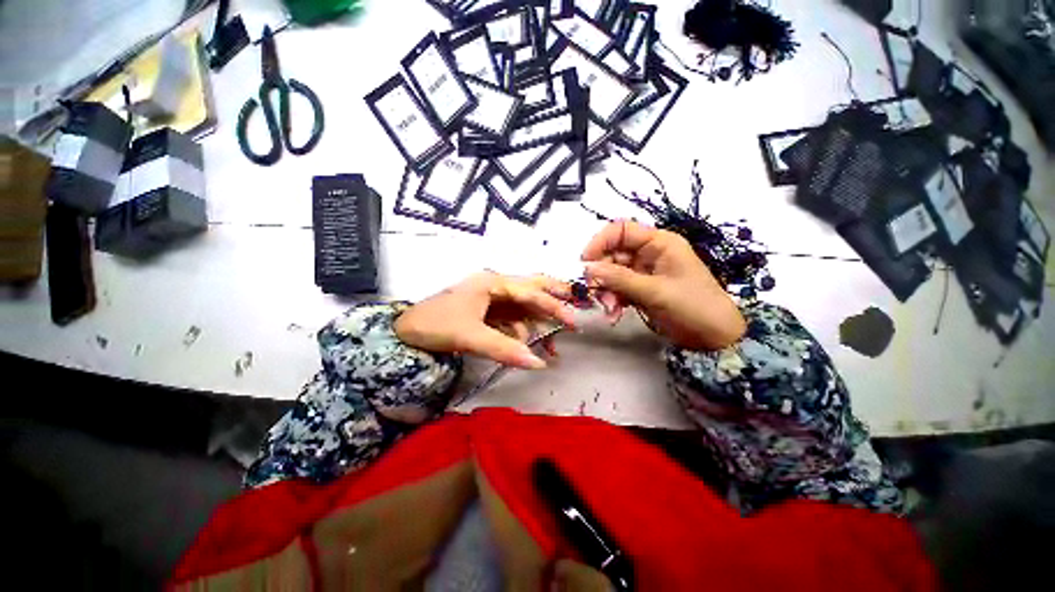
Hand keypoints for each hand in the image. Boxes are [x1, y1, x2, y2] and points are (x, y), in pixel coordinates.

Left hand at [394, 272, 576, 368]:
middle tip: (574, 309)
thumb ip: (505, 349)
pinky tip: (528, 347)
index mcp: (492, 283)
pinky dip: (522, 332)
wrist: (404, 332)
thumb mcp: (470, 336)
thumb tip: (539, 365)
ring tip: (551, 347)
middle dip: (554, 299)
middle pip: (532, 288)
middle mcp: (496, 286)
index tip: (573, 322)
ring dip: (538, 324)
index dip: (554, 306)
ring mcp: (492, 299)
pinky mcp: (488, 312)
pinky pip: (512, 320)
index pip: (530, 293)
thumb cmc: (435, 325)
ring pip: (523, 307)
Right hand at [581, 220, 745, 350]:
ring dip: (606, 292)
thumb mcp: (655, 291)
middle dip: (602, 275)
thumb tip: (587, 268)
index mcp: (659, 243)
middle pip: (613, 255)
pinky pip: (618, 290)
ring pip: (612, 275)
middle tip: (595, 294)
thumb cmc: (693, 306)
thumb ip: (619, 279)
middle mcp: (649, 254)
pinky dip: (612, 301)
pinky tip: (613, 315)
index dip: (600, 242)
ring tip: (609, 310)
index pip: (621, 231)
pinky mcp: (640, 290)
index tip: (584, 262)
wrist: (714, 338)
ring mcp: (644, 273)